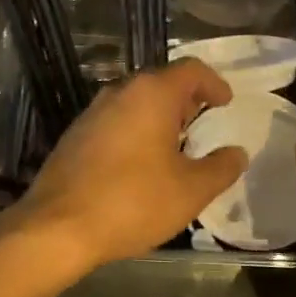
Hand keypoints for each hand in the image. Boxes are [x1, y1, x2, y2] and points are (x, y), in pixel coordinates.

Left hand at [4, 59, 247, 274]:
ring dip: (158, 116)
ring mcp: (92, 112)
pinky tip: (140, 162)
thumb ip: (221, 168)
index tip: (226, 102)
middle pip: (160, 82)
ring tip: (175, 145)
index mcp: (152, 94)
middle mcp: (120, 92)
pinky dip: (135, 131)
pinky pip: (115, 121)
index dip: (213, 83)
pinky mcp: (75, 135)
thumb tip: (237, 153)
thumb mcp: (191, 190)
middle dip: (185, 99)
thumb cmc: (133, 202)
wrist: (58, 227)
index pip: (191, 69)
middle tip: (203, 122)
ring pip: (135, 102)